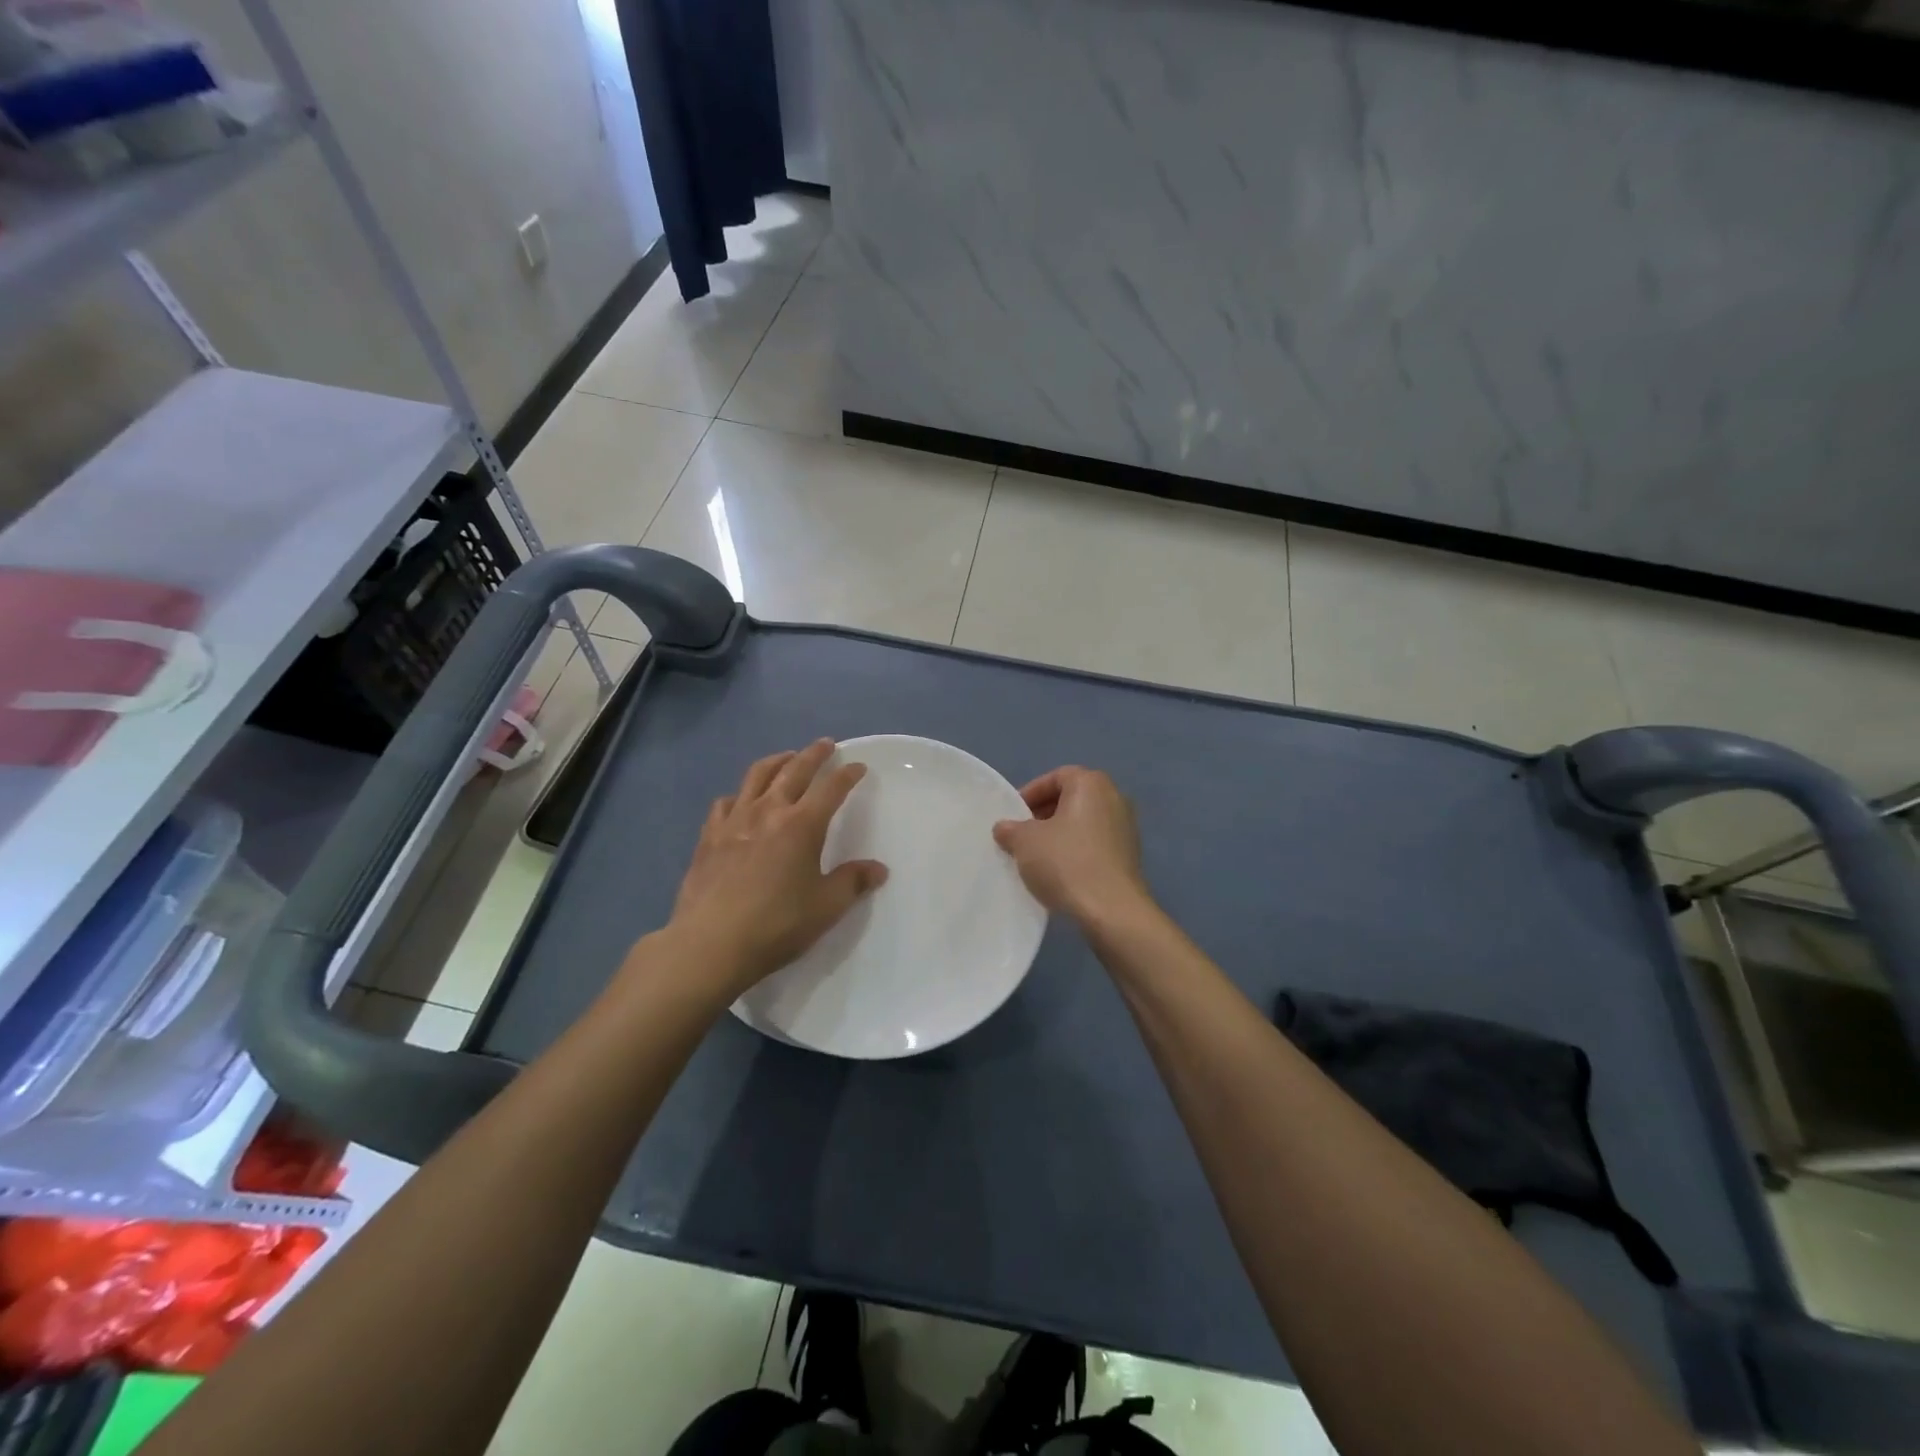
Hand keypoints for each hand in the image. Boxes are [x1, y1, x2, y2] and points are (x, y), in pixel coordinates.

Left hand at [665, 740, 887, 994]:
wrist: (710, 944)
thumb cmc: (776, 925)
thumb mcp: (826, 907)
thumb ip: (853, 882)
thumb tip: (878, 869)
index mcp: (802, 825)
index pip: (831, 788)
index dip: (847, 774)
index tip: (858, 766)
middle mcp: (769, 811)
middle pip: (794, 770)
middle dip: (813, 754)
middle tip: (825, 744)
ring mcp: (734, 820)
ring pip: (757, 776)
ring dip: (777, 761)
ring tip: (786, 758)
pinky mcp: (709, 836)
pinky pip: (726, 802)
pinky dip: (740, 795)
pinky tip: (741, 802)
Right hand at [993, 766, 1149, 921]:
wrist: (1111, 910)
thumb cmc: (1066, 862)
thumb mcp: (1025, 842)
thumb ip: (1011, 829)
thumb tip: (1004, 828)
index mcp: (1091, 784)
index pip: (1055, 777)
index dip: (1030, 793)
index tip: (1013, 815)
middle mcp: (1115, 798)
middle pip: (1071, 799)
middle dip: (1043, 814)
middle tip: (1021, 835)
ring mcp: (1126, 828)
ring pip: (1083, 823)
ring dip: (1059, 835)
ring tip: (1036, 857)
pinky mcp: (1129, 856)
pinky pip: (1095, 844)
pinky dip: (1075, 851)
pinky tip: (1058, 873)